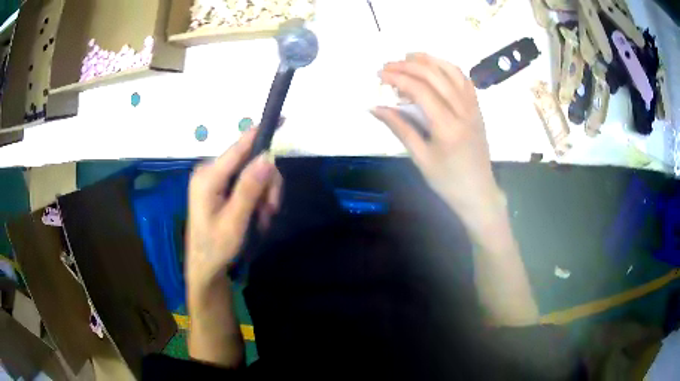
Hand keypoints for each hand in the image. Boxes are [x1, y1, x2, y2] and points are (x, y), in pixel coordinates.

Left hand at [186, 129, 282, 292]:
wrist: (205, 267)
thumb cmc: (216, 247)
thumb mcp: (235, 221)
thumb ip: (249, 188)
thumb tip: (267, 157)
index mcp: (208, 177)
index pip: (238, 147)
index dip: (260, 133)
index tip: (284, 119)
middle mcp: (209, 171)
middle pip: (250, 162)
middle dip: (266, 184)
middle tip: (271, 210)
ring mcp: (214, 179)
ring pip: (252, 173)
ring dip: (263, 194)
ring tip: (263, 219)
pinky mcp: (219, 187)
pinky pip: (245, 182)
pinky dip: (257, 198)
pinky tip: (257, 216)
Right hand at [372, 53, 501, 216]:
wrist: (478, 192)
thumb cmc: (448, 181)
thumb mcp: (420, 158)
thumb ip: (399, 128)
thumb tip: (375, 107)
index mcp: (447, 127)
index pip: (420, 90)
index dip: (398, 77)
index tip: (380, 74)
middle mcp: (463, 111)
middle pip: (435, 75)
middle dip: (409, 65)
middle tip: (388, 65)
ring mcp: (473, 108)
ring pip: (453, 72)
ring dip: (430, 60)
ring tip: (409, 56)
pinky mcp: (477, 109)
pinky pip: (464, 80)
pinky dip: (448, 68)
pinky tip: (435, 67)